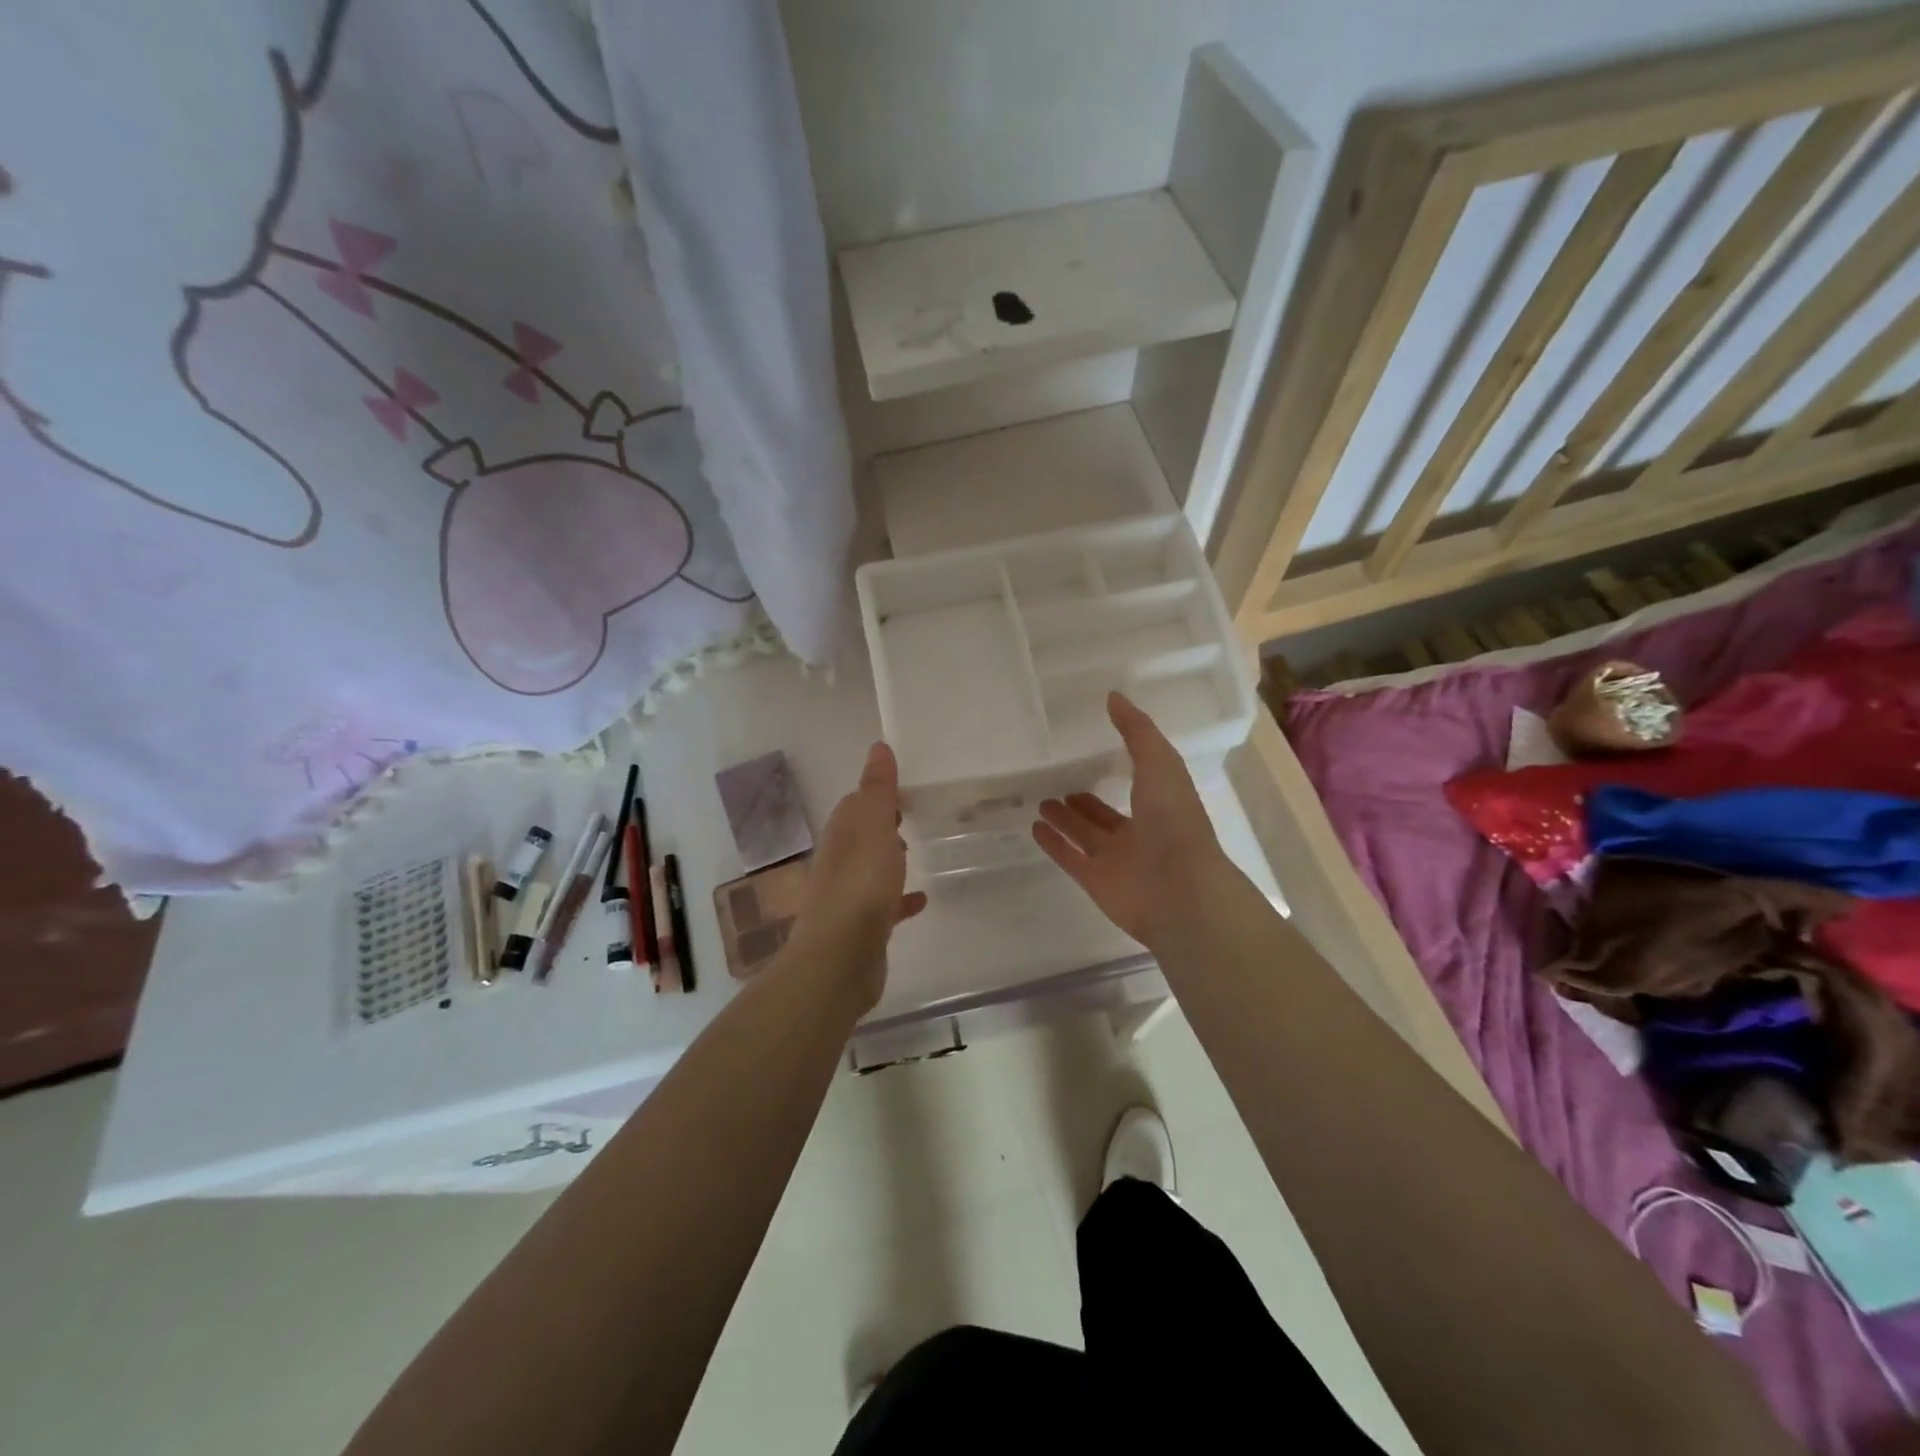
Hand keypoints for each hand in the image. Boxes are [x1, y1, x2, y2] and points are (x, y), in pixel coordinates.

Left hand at [790, 741, 926, 1008]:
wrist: (840, 958)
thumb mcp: (874, 826)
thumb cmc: (860, 884)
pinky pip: (885, 904)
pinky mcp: (862, 927)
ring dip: (890, 858)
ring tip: (917, 851)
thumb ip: (878, 789)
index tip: (907, 787)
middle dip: (884, 824)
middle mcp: (840, 861)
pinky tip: (921, 900)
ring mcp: (848, 895)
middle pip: (863, 834)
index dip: (878, 793)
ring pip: (871, 868)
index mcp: (841, 834)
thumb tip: (878, 747)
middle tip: (916, 815)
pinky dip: (900, 898)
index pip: (856, 803)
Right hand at [1032, 692, 1229, 949]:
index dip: (1118, 765)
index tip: (1092, 747)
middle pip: (1105, 813)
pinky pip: (1070, 858)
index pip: (1137, 781)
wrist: (1179, 890)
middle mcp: (1139, 831)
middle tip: (1057, 781)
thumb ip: (1137, 731)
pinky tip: (1035, 827)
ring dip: (1065, 819)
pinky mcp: (1095, 881)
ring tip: (1042, 801)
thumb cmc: (1174, 821)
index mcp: (1161, 803)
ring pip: (1085, 835)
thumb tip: (1113, 697)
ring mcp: (1117, 859)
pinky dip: (1053, 844)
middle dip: (1084, 799)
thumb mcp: (1159, 763)